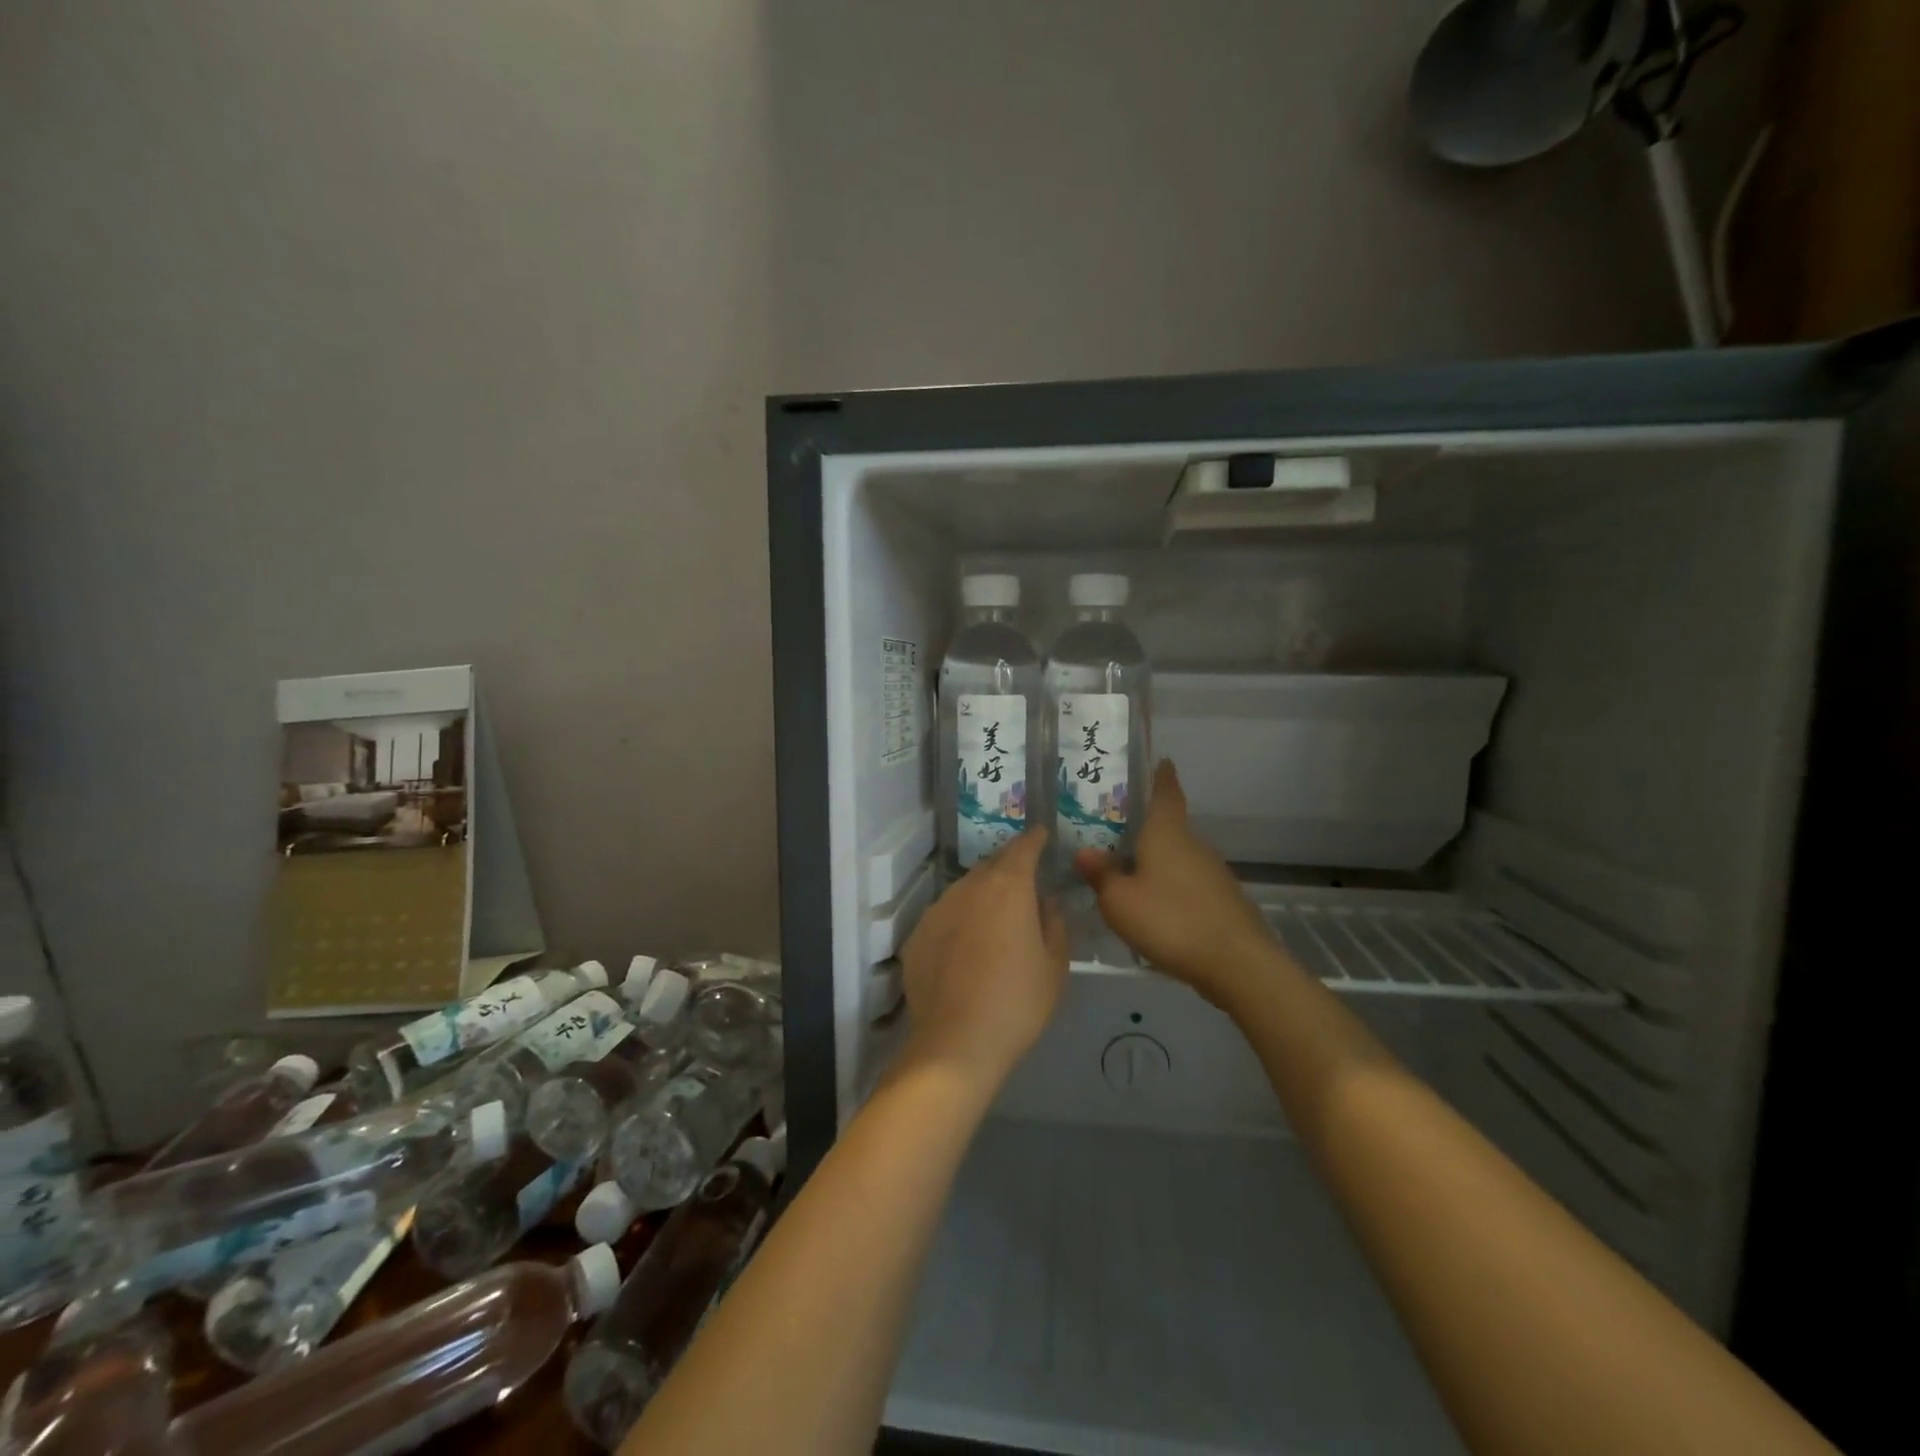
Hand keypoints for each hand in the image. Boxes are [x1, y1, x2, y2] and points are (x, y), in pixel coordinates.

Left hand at [898, 828, 1067, 1092]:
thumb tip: (1046, 902)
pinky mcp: (917, 935)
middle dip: (1009, 865)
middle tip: (1024, 877)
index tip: (1041, 834)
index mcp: (1008, 888)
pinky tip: (966, 946)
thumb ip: (1054, 925)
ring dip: (982, 893)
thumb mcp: (1053, 966)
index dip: (1033, 839)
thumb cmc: (1017, 1003)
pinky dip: (960, 920)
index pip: (1022, 848)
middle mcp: (968, 887)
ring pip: (965, 889)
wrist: (956, 1044)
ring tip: (996, 915)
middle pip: (991, 865)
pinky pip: (945, 916)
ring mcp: (937, 910)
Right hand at [1075, 760, 1281, 1000]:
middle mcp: (1193, 845)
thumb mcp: (1120, 901)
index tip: (1162, 761)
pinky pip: (1189, 883)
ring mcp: (1213, 873)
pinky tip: (1156, 907)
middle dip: (1146, 827)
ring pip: (1178, 857)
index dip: (1162, 776)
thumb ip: (1101, 875)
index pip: (1166, 793)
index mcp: (1166, 834)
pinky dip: (1171, 886)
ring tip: (1129, 872)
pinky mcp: (1223, 900)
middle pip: (1169, 827)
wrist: (1237, 963)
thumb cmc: (1170, 920)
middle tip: (1116, 831)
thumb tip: (1084, 852)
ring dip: (1157, 860)